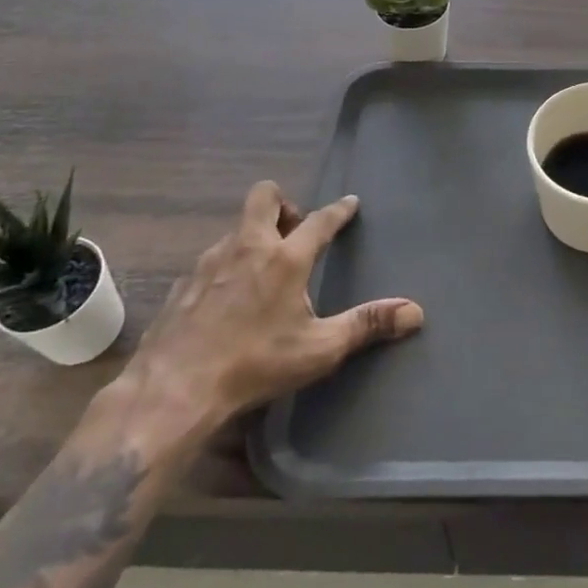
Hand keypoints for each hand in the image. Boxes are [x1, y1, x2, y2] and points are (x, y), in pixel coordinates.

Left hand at [119, 181, 423, 445]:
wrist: (171, 391)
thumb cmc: (254, 365)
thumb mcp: (319, 349)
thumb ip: (367, 324)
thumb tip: (415, 312)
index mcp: (285, 258)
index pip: (320, 220)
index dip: (338, 210)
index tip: (350, 202)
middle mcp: (247, 247)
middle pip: (264, 196)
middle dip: (283, 204)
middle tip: (293, 232)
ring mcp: (209, 262)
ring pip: (236, 228)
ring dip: (253, 236)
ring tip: (263, 269)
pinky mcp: (182, 284)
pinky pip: (211, 259)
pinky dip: (226, 267)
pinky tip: (227, 299)